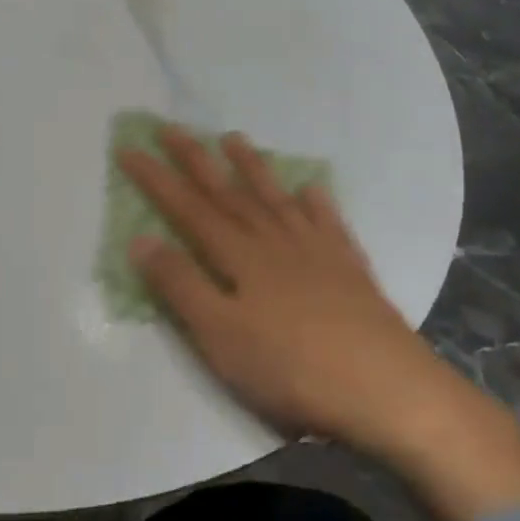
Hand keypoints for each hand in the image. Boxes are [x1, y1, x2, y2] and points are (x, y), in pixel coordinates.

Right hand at [119, 127, 519, 520]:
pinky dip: (316, 204)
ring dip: (251, 168)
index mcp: (239, 256)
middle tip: (171, 128)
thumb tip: (140, 238)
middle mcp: (275, 242)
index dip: (155, 178)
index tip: (129, 148)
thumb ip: (179, 284)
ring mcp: (317, 253)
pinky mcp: (351, 272)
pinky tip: (312, 190)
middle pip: (228, 193)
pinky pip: (328, 225)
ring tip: (234, 140)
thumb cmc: (291, 368)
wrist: (390, 392)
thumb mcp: (219, 334)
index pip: (187, 208)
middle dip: (195, 160)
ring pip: (275, 199)